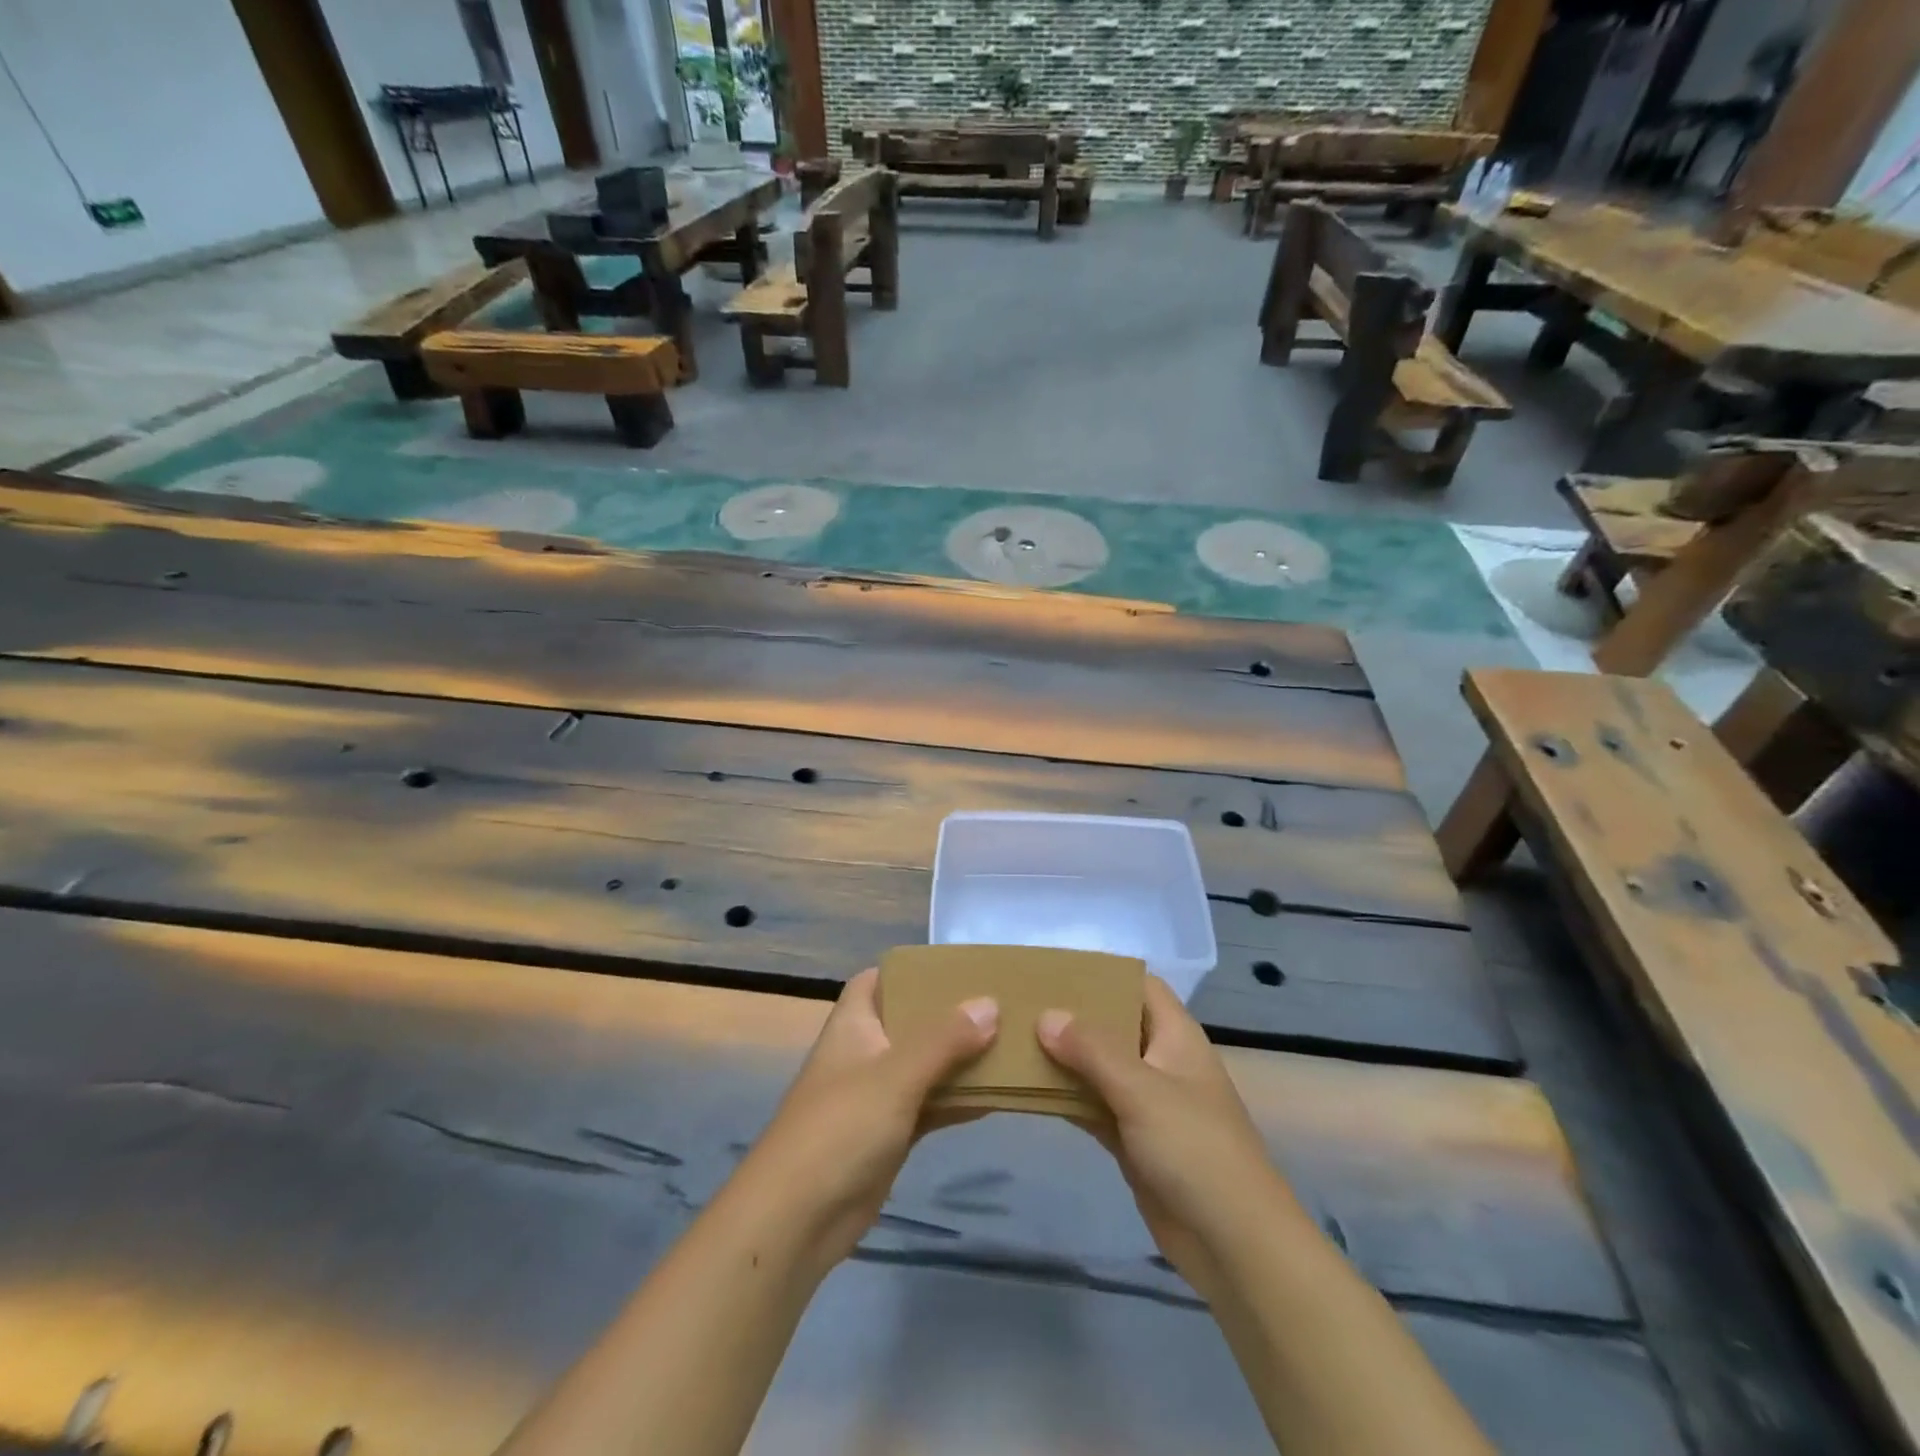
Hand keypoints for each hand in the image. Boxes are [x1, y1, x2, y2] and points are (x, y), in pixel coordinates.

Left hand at [728, 968, 997, 1275]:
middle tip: (999, 1002)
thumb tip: (990, 1004)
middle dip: (950, 1014)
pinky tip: (997, 1096)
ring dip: (960, 1058)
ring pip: (925, 1065)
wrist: (796, 1221)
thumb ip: (944, 1040)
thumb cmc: (840, 1129)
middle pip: (910, 1021)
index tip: (957, 967)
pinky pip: (930, 1106)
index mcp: (854, 1025)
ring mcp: (877, 1097)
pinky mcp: (889, 1136)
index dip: (910, 970)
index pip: (877, 980)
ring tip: (1011, 1042)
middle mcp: (865, 1053)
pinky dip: (958, 1100)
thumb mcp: (894, 1075)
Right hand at [1037, 975, 1308, 1301]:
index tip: (1054, 968)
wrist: (1234, 1244)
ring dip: (1064, 1057)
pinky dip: (1066, 1097)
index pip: (1139, 985)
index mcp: (1176, 1036)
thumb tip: (1045, 1015)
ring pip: (1099, 1067)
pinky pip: (1093, 1105)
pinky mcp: (1133, 1140)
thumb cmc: (1195, 1148)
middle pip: (1113, 1024)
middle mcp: (1161, 1061)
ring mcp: (1147, 1102)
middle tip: (1021, 1003)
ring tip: (1013, 1038)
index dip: (1102, 973)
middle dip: (1072, 1015)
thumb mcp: (1141, 1089)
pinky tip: (1027, 1088)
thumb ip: (1092, 1049)